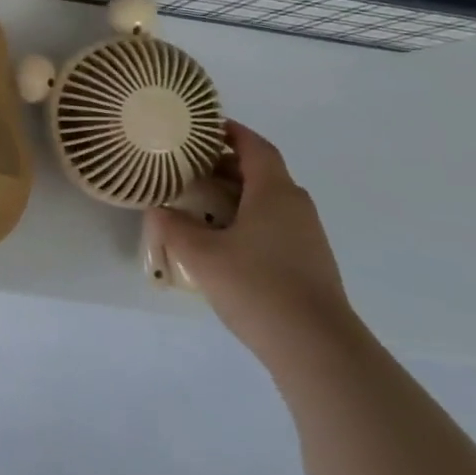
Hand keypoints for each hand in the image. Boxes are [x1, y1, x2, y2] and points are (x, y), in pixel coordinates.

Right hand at [145, 121, 355, 368]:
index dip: (230, 132)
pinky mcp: (307, 261)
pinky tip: (221, 236)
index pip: (254, 147)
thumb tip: (158, 209)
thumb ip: (174, 226)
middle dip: (225, 163)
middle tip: (188, 164)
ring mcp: (306, 235)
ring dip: (235, 192)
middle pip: (261, 171)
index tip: (202, 126)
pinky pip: (273, 223)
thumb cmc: (257, 287)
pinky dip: (246, 216)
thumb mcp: (201, 254)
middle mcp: (295, 206)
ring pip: (267, 199)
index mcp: (274, 192)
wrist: (317, 348)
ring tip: (197, 199)